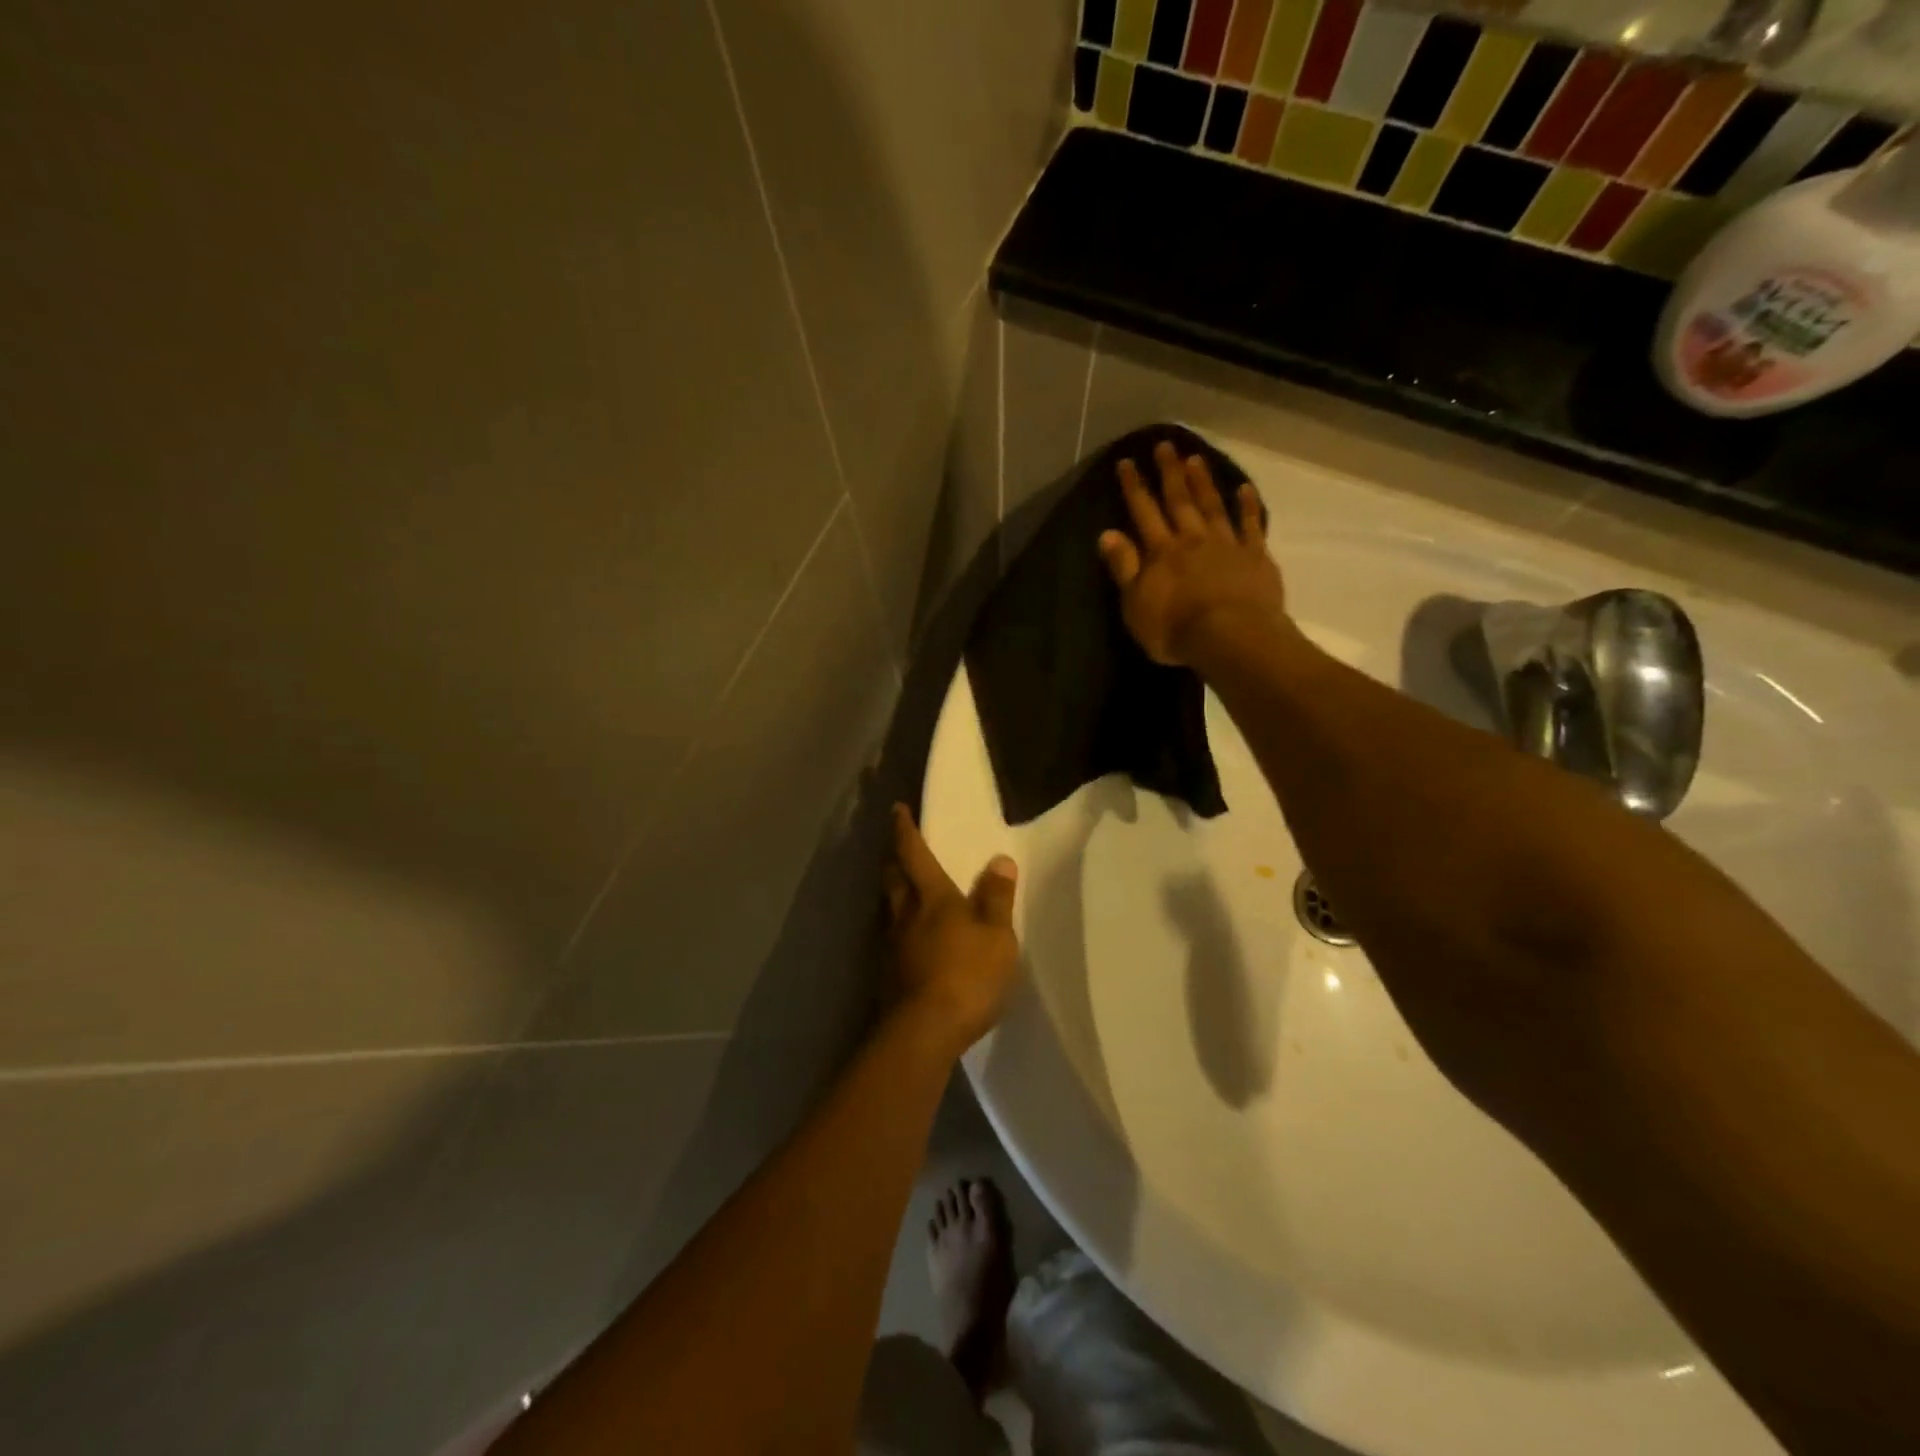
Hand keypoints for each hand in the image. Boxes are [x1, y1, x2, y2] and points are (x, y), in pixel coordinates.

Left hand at [882, 805, 1020, 1055]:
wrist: (923, 1031)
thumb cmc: (967, 975)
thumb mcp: (997, 935)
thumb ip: (997, 898)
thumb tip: (999, 860)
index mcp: (932, 897)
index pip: (914, 853)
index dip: (904, 830)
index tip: (896, 810)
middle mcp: (904, 914)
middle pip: (892, 877)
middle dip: (892, 857)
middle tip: (895, 846)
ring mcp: (891, 945)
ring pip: (887, 907)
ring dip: (892, 891)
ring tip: (901, 888)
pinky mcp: (887, 974)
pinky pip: (890, 937)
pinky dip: (897, 927)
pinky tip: (907, 938)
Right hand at [1097, 440, 1286, 666]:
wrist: (1231, 637)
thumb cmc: (1175, 629)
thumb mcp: (1135, 605)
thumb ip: (1124, 568)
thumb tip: (1107, 533)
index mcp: (1161, 552)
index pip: (1143, 512)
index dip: (1134, 487)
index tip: (1127, 461)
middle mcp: (1192, 540)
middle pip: (1179, 501)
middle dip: (1169, 472)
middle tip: (1165, 445)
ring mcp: (1227, 545)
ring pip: (1212, 506)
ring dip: (1203, 482)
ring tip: (1195, 458)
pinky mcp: (1255, 557)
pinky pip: (1251, 525)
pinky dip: (1247, 506)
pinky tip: (1244, 489)